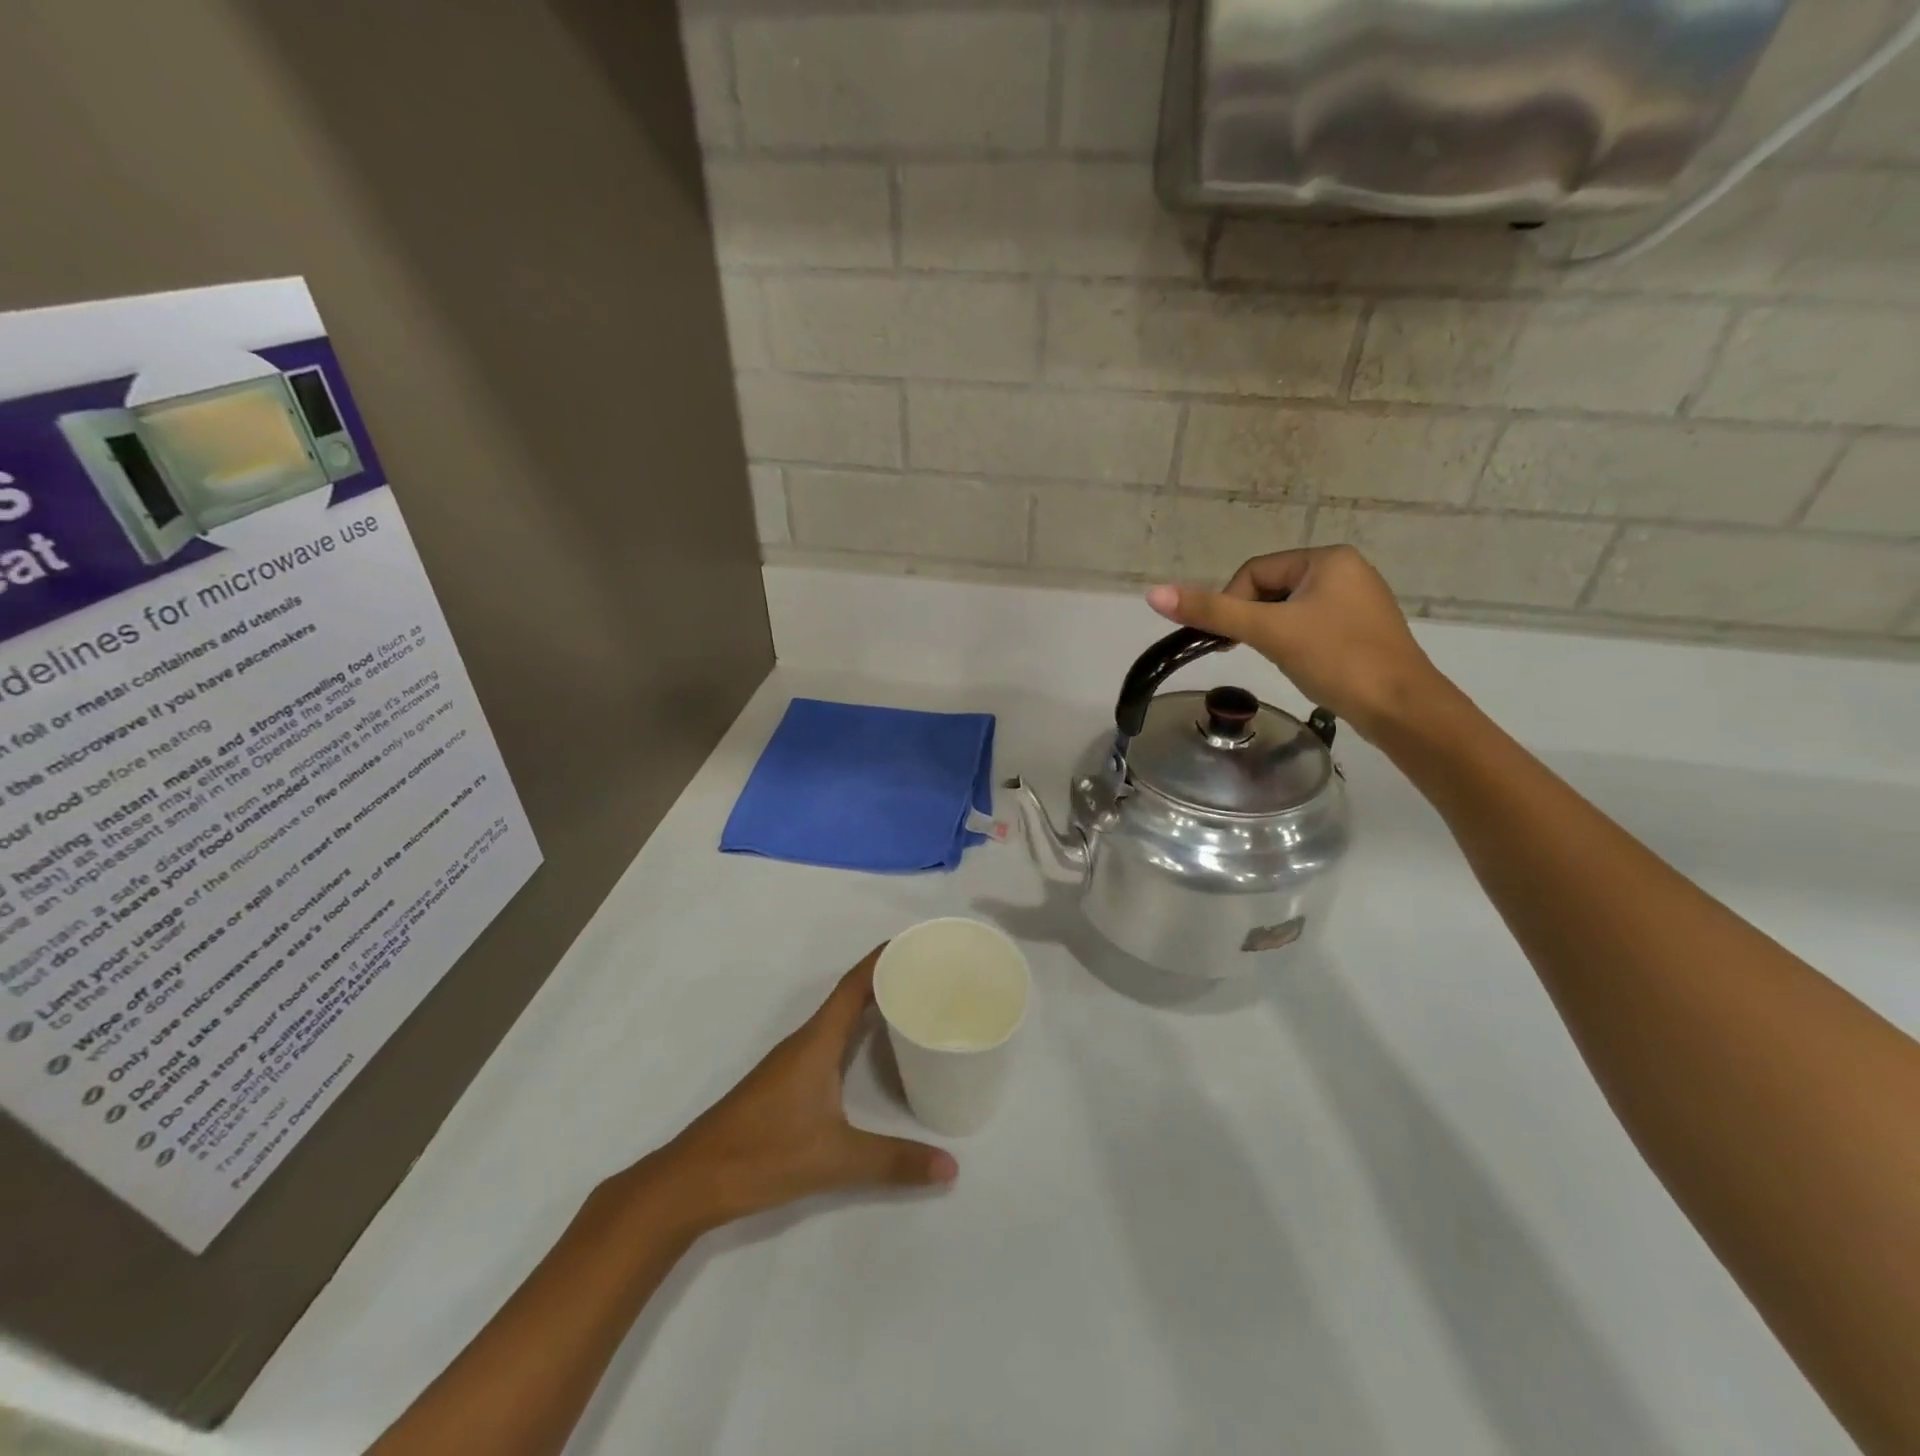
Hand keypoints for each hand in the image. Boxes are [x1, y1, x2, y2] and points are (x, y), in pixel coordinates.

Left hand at [642, 948, 956, 1231]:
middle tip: (929, 974)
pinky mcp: (787, 1082)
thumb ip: (893, 1161)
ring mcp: (793, 1061)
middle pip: (850, 995)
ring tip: (911, 1003)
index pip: (854, 986)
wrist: (693, 1181)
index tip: (916, 943)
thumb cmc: (763, 1154)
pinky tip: (873, 1050)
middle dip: (887, 979)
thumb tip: (952, 1167)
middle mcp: (806, 1042)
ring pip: (839, 1018)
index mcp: (816, 1042)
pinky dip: (856, 1032)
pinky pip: (831, 1039)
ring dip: (871, 1004)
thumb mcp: (834, 1159)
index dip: (882, 960)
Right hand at [1146, 545, 1448, 741]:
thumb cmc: (1337, 660)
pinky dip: (1295, 643)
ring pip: (1289, 610)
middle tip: (1252, 652)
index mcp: (1327, 558)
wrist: (1402, 708)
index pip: (1254, 572)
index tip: (1227, 640)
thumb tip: (1153, 593)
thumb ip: (1212, 612)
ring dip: (1272, 633)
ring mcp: (1357, 600)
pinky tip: (1302, 664)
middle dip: (1254, 620)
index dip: (1231, 603)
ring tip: (1280, 659)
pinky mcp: (1361, 629)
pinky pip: (1311, 625)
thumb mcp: (1269, 632)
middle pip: (1271, 589)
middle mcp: (1346, 570)